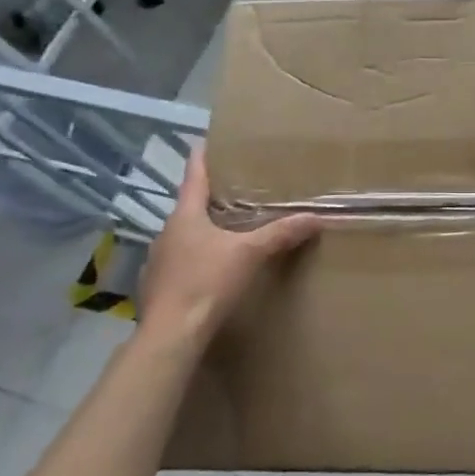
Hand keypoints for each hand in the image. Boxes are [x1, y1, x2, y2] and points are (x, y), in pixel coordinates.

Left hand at [137, 144, 320, 350]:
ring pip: (185, 236)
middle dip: (211, 199)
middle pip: (190, 207)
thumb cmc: (207, 283)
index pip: (194, 177)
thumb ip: (281, 234)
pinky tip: (214, 269)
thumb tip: (316, 217)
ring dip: (204, 231)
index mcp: (185, 216)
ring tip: (229, 230)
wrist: (171, 335)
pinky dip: (198, 258)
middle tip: (235, 190)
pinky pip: (182, 262)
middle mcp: (167, 233)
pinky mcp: (158, 287)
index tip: (206, 140)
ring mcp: (158, 261)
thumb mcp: (250, 254)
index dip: (202, 158)